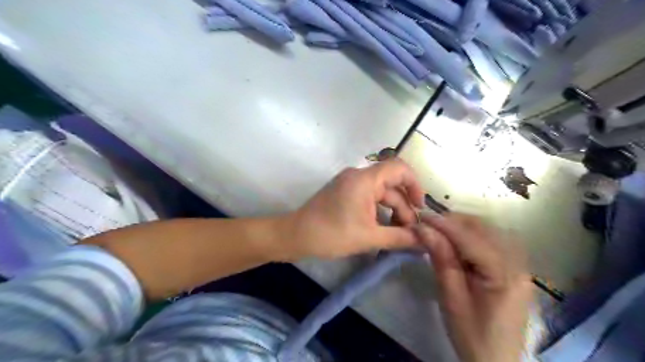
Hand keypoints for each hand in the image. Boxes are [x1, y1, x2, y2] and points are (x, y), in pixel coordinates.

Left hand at [282, 158, 426, 260]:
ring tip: (399, 235)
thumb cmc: (331, 234)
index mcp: (365, 180)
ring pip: (380, 194)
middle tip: (410, 233)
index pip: (399, 168)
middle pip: (391, 186)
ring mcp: (349, 183)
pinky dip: (379, 211)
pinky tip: (384, 229)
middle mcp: (358, 176)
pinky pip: (369, 197)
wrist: (296, 236)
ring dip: (392, 212)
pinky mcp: (344, 192)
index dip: (415, 184)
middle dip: (403, 208)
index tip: (420, 207)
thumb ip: (400, 238)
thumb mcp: (369, 238)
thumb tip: (424, 241)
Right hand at [416, 214, 531, 360]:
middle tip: (429, 225)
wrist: (497, 361)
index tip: (421, 216)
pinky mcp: (516, 268)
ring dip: (464, 226)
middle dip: (455, 221)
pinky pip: (494, 240)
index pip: (471, 239)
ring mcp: (521, 265)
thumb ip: (442, 259)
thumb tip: (424, 229)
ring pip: (490, 230)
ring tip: (440, 231)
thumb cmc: (471, 334)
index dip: (445, 225)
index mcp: (504, 276)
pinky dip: (473, 234)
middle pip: (485, 228)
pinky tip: (458, 241)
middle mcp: (518, 264)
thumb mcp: (451, 298)